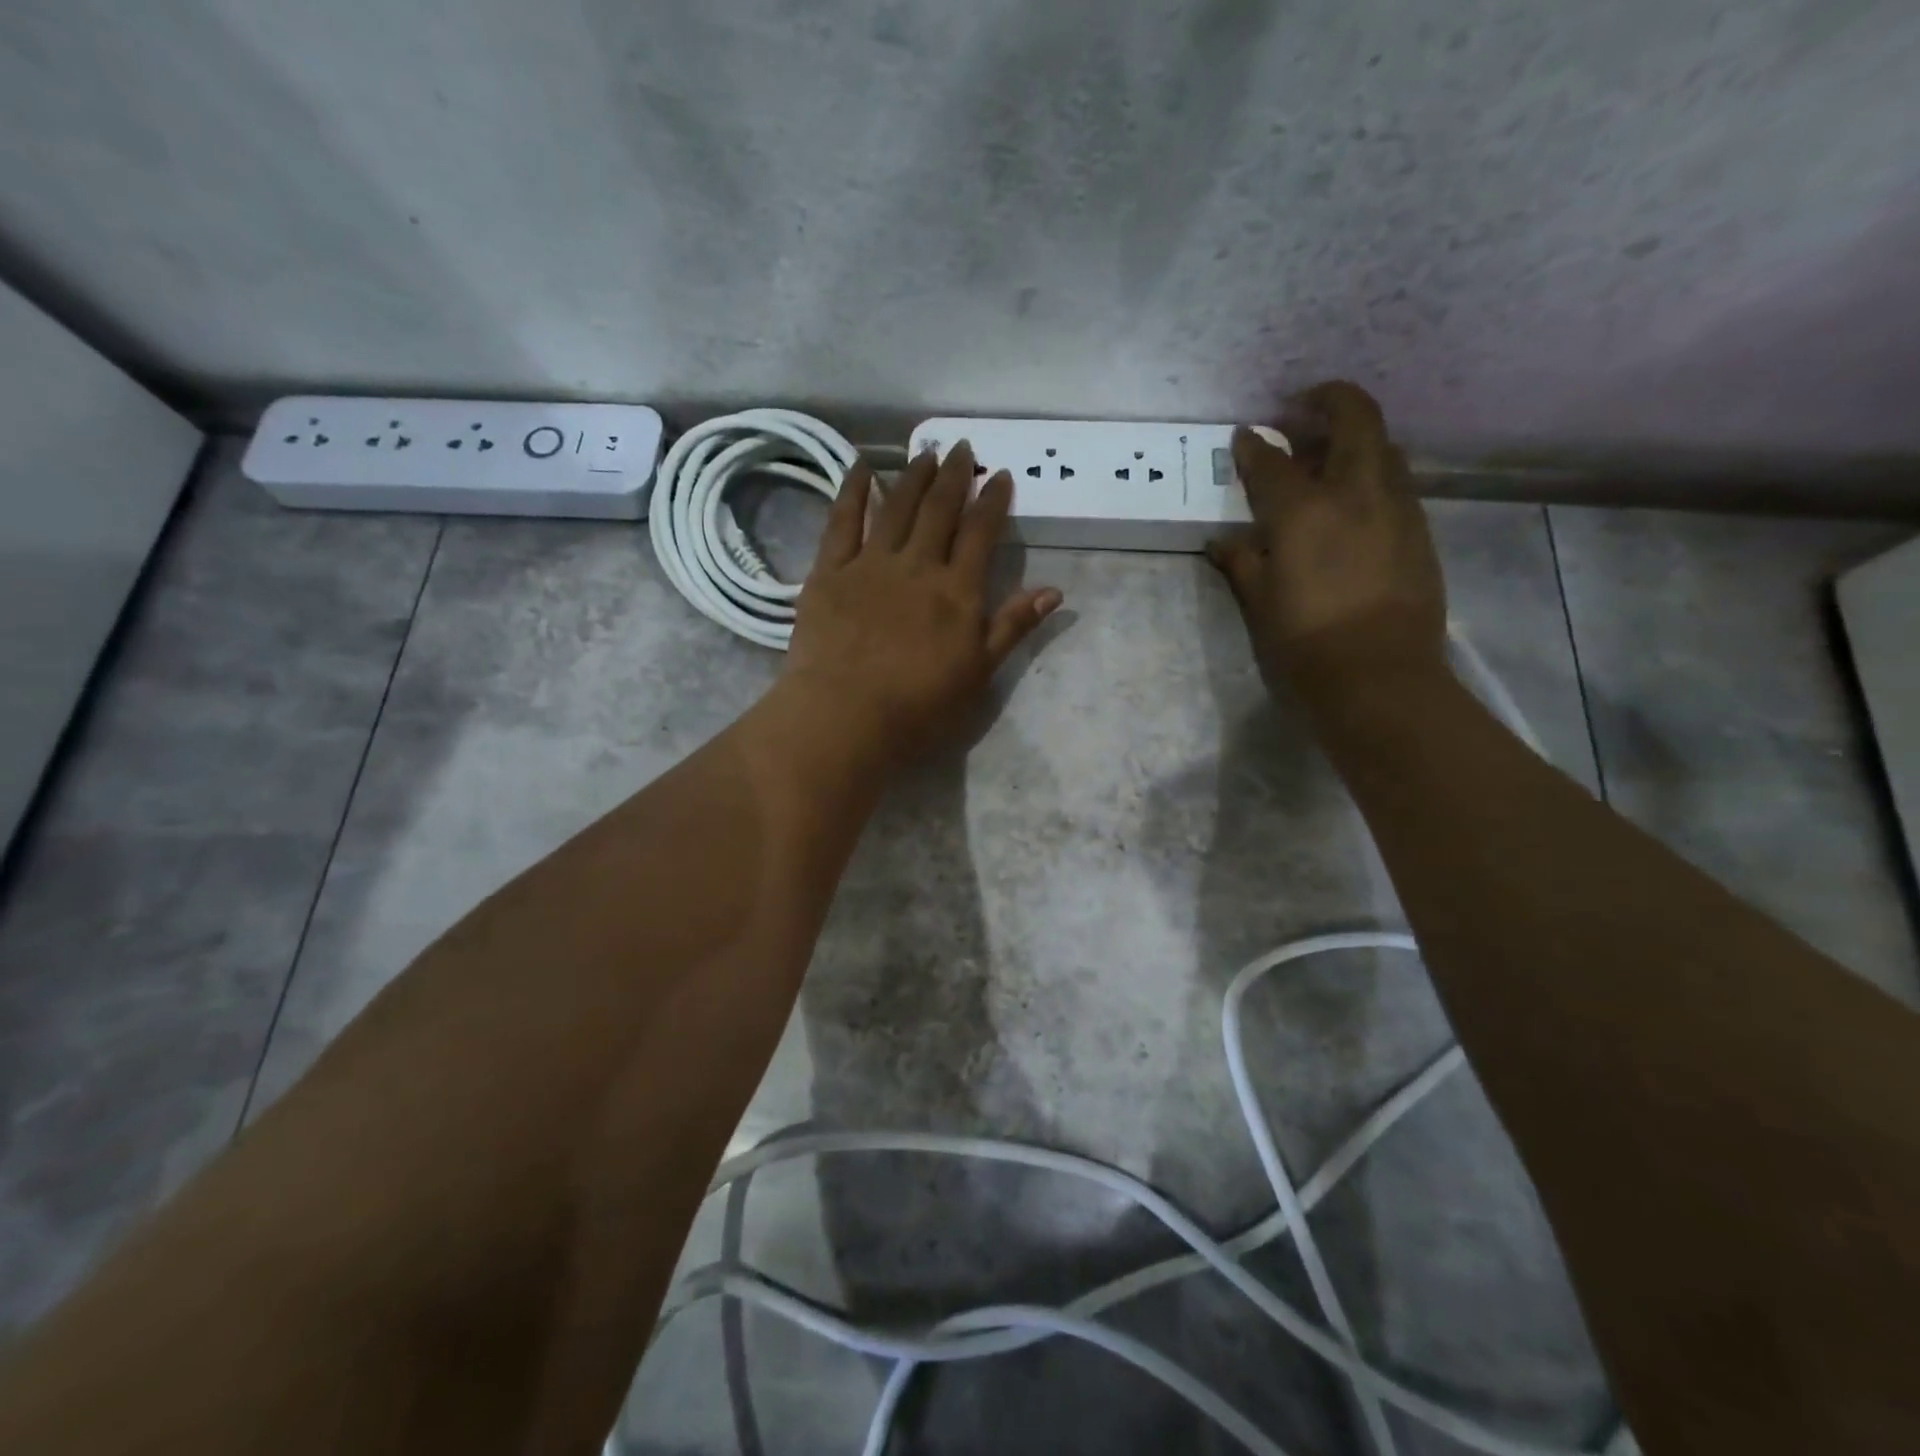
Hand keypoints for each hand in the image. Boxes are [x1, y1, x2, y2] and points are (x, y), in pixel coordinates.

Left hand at [783, 443, 1061, 765]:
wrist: (846, 717)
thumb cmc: (919, 707)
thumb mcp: (979, 673)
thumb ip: (1012, 627)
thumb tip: (1055, 591)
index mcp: (957, 591)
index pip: (981, 533)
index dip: (993, 501)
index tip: (1000, 475)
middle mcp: (917, 565)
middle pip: (939, 510)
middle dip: (954, 476)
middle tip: (962, 448)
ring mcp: (870, 564)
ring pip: (896, 507)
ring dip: (913, 476)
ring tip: (925, 453)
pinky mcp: (829, 572)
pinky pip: (842, 521)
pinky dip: (853, 490)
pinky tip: (860, 467)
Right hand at [1206, 381, 1446, 698]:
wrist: (1379, 676)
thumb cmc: (1305, 641)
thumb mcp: (1260, 602)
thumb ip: (1242, 562)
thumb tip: (1224, 541)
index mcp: (1304, 510)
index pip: (1271, 461)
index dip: (1253, 445)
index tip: (1244, 435)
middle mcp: (1355, 492)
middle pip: (1353, 418)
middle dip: (1327, 401)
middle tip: (1301, 409)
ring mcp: (1396, 507)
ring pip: (1382, 447)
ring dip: (1354, 438)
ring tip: (1327, 456)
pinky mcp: (1419, 529)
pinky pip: (1395, 482)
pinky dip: (1371, 474)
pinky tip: (1353, 501)